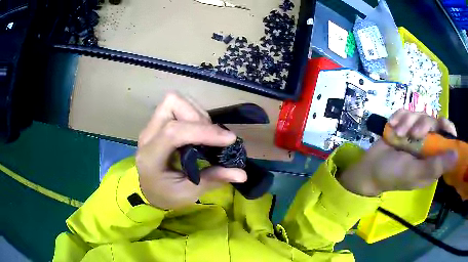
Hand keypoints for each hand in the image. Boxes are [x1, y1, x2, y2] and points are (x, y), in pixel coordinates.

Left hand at [136, 93, 246, 209]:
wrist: (148, 189)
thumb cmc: (166, 195)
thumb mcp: (188, 193)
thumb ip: (213, 180)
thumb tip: (242, 174)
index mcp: (150, 157)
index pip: (173, 132)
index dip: (203, 131)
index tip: (229, 139)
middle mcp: (148, 135)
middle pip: (172, 105)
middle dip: (199, 117)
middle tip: (213, 137)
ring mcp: (151, 126)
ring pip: (175, 101)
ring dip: (197, 113)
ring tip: (207, 134)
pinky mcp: (158, 123)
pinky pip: (177, 106)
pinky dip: (194, 114)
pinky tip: (200, 131)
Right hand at [338, 110, 457, 196]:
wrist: (370, 168)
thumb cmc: (393, 175)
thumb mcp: (414, 173)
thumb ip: (435, 166)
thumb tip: (456, 155)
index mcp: (433, 159)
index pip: (447, 140)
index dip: (447, 129)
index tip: (442, 125)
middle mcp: (428, 144)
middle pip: (433, 122)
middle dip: (422, 124)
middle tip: (413, 134)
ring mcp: (415, 133)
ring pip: (419, 114)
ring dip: (407, 121)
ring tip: (398, 133)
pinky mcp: (404, 125)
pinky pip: (406, 111)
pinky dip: (399, 116)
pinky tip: (392, 125)